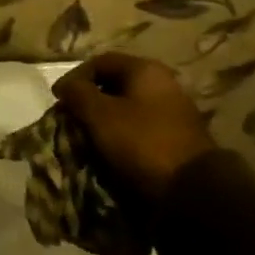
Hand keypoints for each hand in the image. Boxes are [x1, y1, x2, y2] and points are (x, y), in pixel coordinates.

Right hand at [53, 52, 216, 206]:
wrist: (195, 193)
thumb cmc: (142, 143)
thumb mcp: (100, 115)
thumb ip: (78, 94)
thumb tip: (65, 85)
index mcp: (146, 69)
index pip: (100, 62)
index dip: (75, 77)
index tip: (59, 100)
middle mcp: (164, 84)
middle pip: (115, 84)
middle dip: (90, 100)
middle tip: (72, 119)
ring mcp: (175, 112)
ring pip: (129, 108)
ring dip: (106, 121)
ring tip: (89, 139)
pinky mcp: (179, 139)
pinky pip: (142, 129)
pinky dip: (124, 136)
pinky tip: (112, 152)